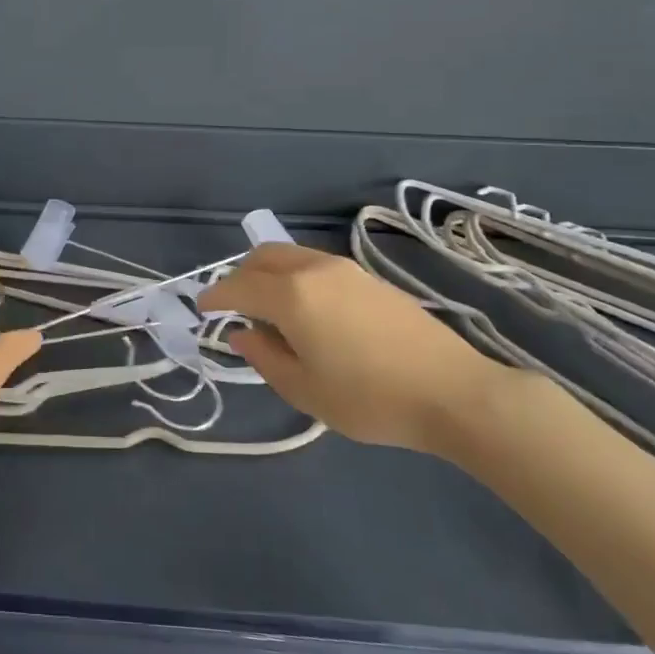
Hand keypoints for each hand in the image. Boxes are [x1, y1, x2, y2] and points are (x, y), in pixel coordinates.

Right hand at [198, 244, 516, 452]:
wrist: (453, 391)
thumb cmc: (369, 398)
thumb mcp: (304, 389)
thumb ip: (264, 357)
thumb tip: (243, 335)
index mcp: (291, 295)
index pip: (238, 286)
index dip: (214, 297)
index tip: (201, 309)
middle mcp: (315, 270)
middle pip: (263, 256)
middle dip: (240, 276)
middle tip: (233, 306)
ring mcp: (346, 269)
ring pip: (291, 256)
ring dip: (269, 273)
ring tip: (268, 308)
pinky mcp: (370, 278)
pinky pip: (316, 265)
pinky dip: (295, 277)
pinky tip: (306, 309)